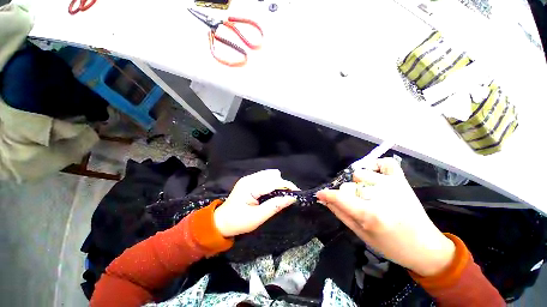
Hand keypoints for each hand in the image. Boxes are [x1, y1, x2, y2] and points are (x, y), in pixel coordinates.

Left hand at [214, 169, 297, 237]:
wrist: (221, 221)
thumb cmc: (238, 222)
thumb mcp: (257, 218)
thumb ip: (275, 206)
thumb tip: (291, 198)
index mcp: (250, 186)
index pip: (274, 182)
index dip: (287, 186)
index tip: (297, 194)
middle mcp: (250, 178)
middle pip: (273, 175)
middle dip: (283, 184)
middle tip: (287, 197)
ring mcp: (249, 178)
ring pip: (270, 174)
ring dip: (277, 183)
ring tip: (280, 195)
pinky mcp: (249, 180)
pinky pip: (265, 177)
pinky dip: (271, 182)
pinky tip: (271, 192)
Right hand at [316, 158, 454, 276]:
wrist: (425, 247)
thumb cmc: (391, 246)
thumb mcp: (361, 234)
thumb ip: (341, 213)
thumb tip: (325, 199)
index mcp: (371, 215)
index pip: (340, 197)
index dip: (326, 194)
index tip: (320, 194)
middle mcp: (381, 196)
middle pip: (349, 185)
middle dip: (347, 194)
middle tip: (355, 204)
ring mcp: (393, 185)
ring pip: (360, 173)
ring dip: (358, 183)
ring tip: (367, 193)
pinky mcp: (402, 181)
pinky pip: (386, 162)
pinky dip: (376, 165)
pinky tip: (374, 174)